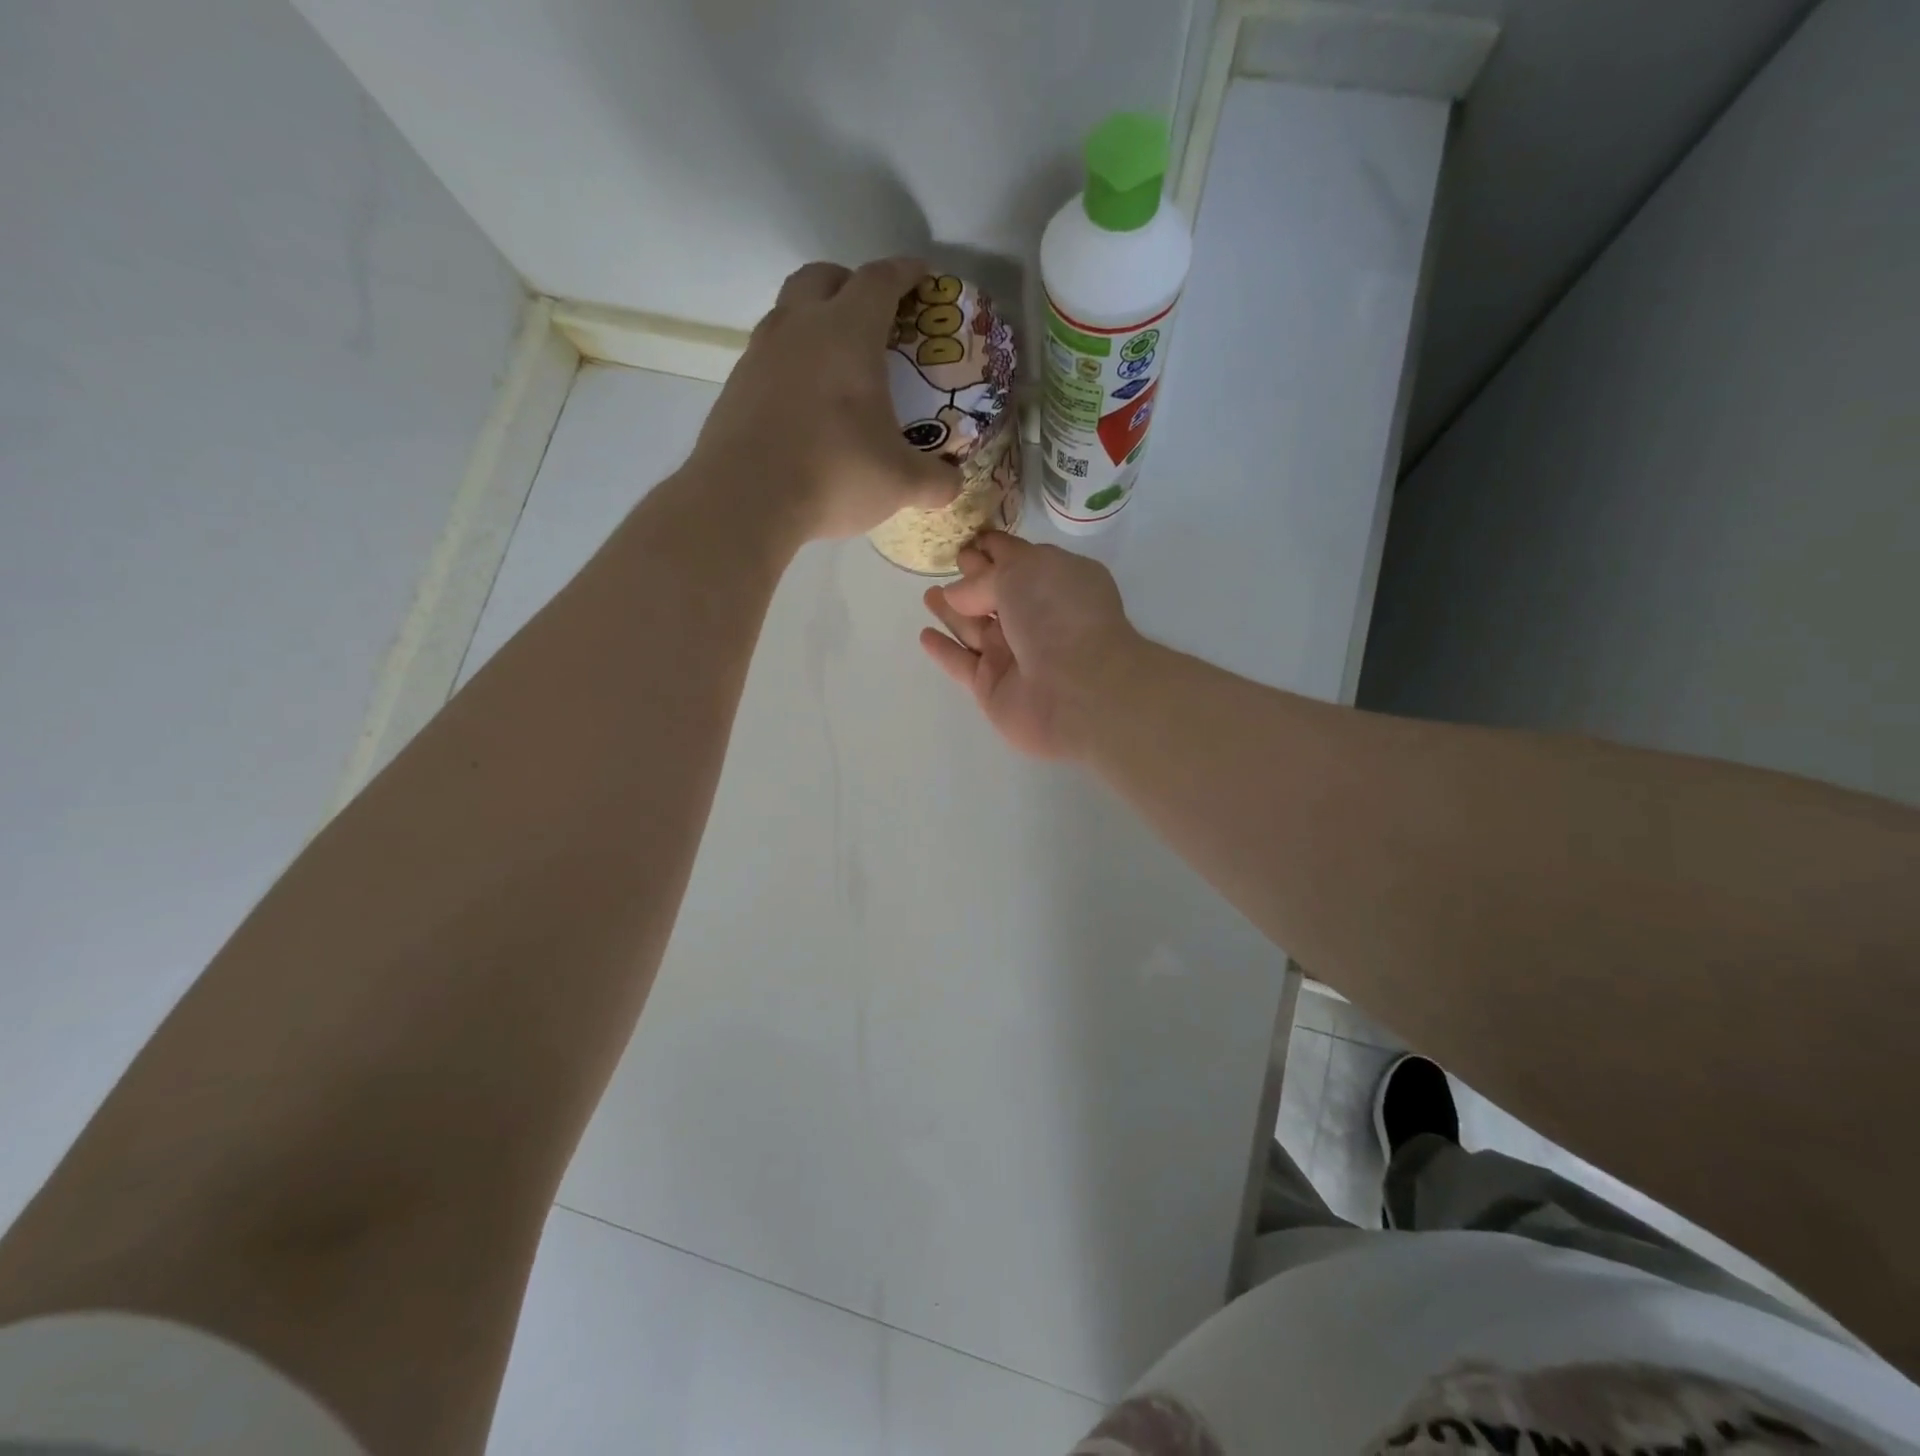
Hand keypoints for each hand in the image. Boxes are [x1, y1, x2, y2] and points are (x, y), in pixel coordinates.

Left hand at [687, 257, 960, 540]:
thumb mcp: (900, 483)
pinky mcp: (735, 387)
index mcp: (846, 333)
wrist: (745, 500)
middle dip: (850, 283)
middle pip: (823, 277)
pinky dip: (791, 363)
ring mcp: (759, 355)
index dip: (905, 273)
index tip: (922, 277)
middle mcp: (798, 328)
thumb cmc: (834, 475)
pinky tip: (804, 403)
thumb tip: (953, 483)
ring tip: (837, 363)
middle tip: (872, 314)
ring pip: (788, 313)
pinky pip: (768, 355)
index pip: (879, 280)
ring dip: (814, 321)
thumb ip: (935, 481)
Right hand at [920, 532, 1139, 758]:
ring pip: (976, 628)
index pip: (1020, 560)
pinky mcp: (993, 687)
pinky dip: (944, 650)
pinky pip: (962, 664)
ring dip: (952, 611)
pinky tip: (925, 635)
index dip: (994, 549)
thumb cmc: (1058, 614)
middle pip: (997, 594)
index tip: (968, 540)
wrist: (1076, 689)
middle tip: (949, 563)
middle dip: (974, 579)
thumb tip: (957, 594)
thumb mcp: (1022, 571)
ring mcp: (1015, 655)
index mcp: (1057, 582)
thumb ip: (983, 578)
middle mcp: (1038, 618)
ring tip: (928, 595)